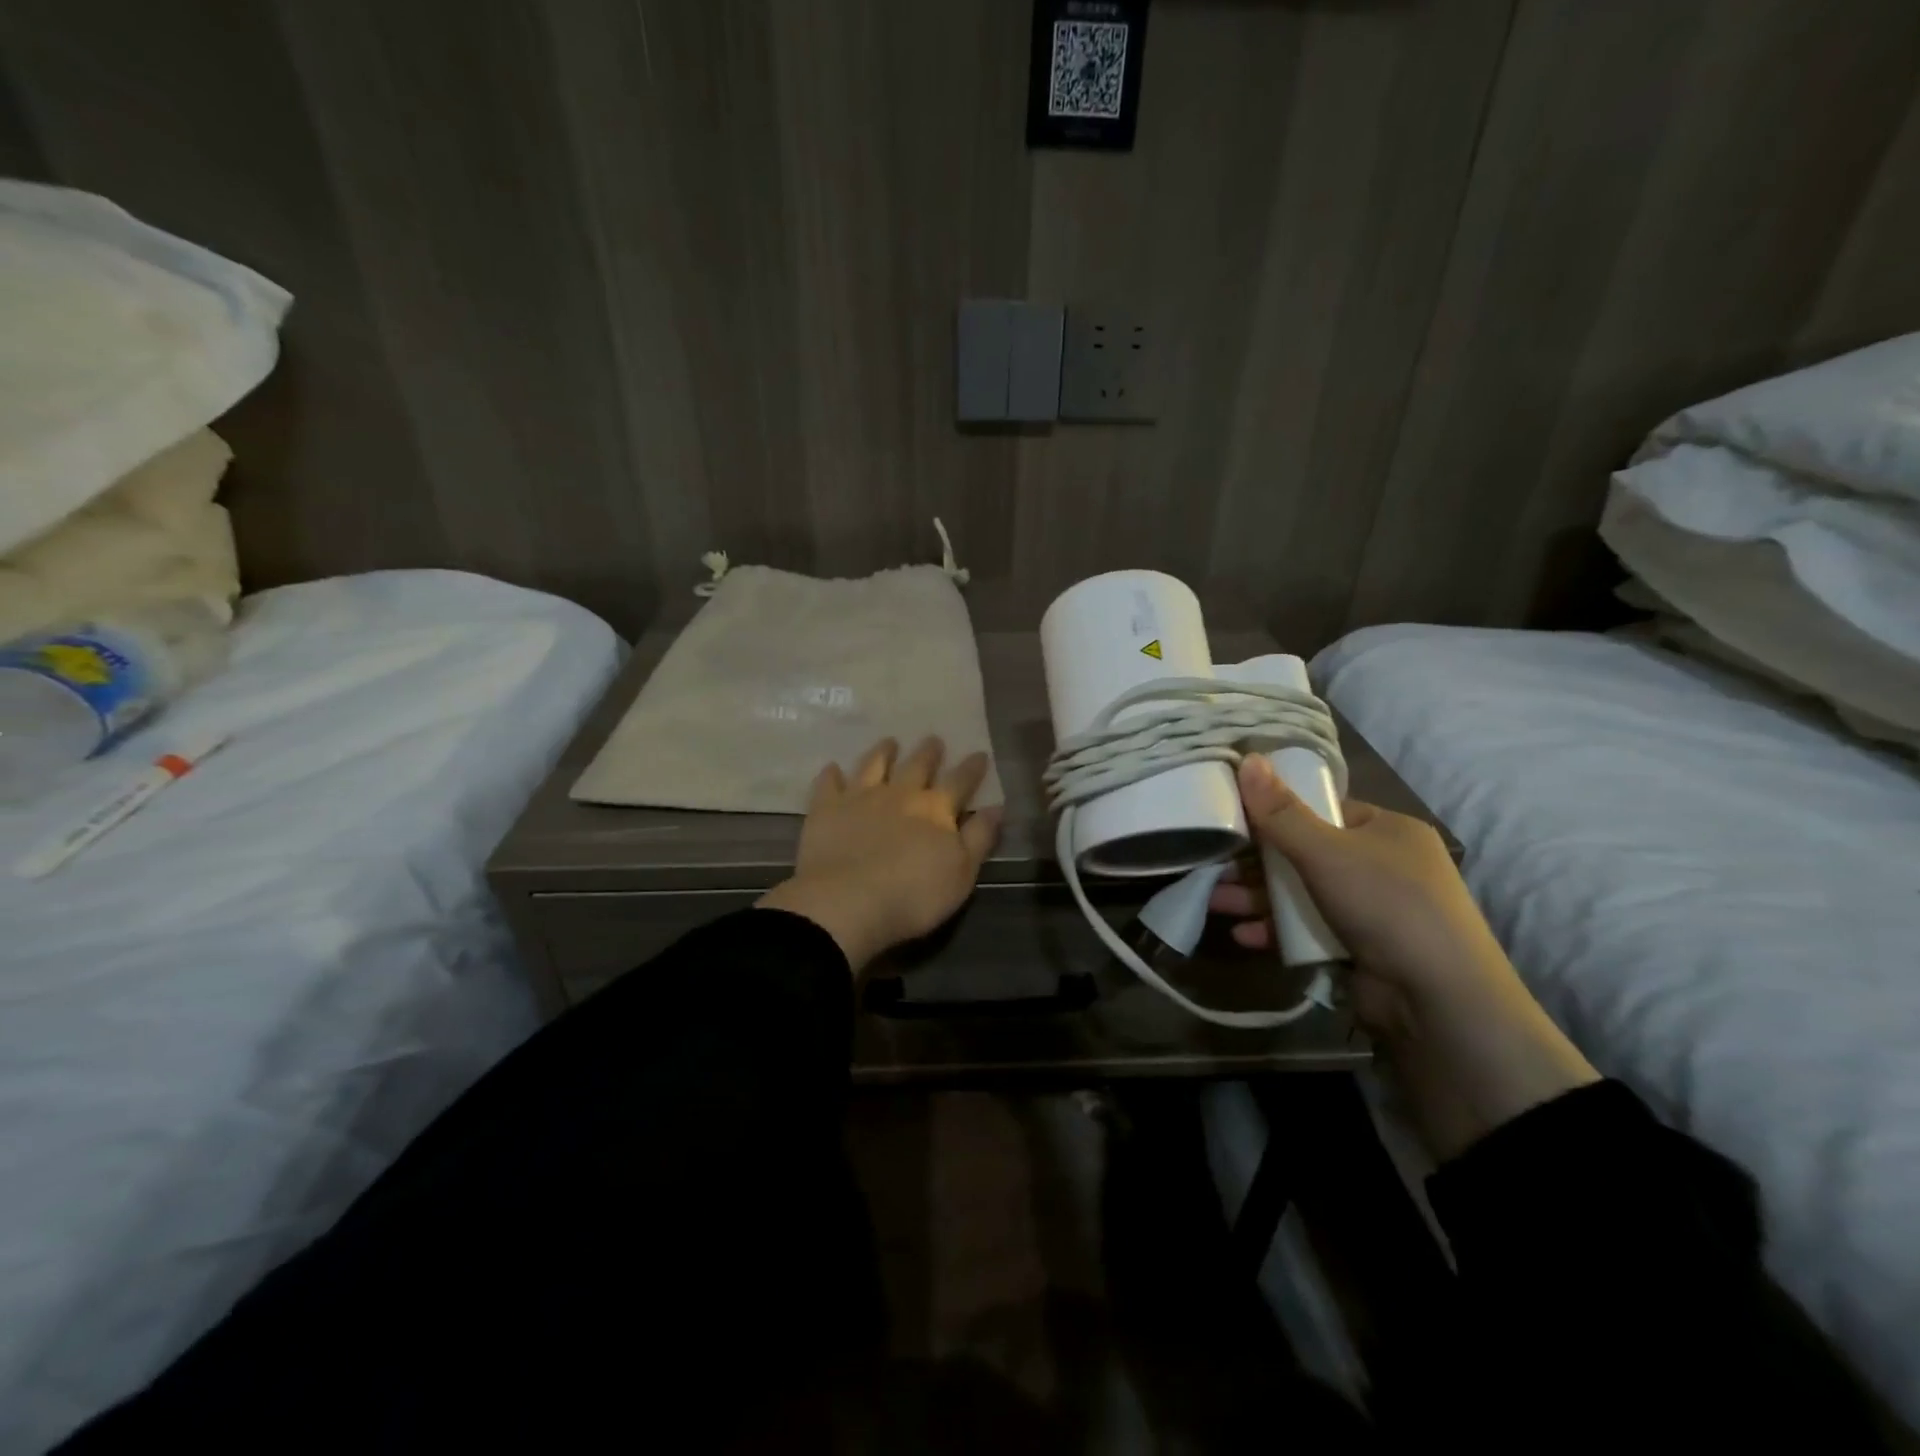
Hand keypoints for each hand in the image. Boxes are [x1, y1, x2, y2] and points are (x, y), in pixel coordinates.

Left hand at [757, 737, 1002, 972]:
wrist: (848, 902)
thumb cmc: (914, 896)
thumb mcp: (962, 873)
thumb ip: (980, 838)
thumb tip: (997, 806)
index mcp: (935, 809)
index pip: (960, 781)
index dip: (972, 767)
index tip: (979, 753)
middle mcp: (900, 794)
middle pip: (917, 765)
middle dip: (928, 752)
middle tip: (933, 739)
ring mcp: (860, 797)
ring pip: (873, 765)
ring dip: (883, 752)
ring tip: (889, 742)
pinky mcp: (826, 809)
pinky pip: (829, 784)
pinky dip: (832, 774)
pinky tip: (832, 768)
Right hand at [1215, 756, 1597, 1158]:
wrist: (1439, 1002)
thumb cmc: (1386, 905)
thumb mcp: (1327, 851)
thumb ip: (1281, 811)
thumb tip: (1247, 758)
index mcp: (1385, 830)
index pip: (1322, 809)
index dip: (1276, 811)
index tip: (1232, 816)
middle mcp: (1382, 864)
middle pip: (1303, 852)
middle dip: (1255, 862)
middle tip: (1211, 864)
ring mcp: (1371, 909)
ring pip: (1300, 893)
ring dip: (1256, 898)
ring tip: (1212, 902)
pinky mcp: (1358, 948)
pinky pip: (1307, 928)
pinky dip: (1275, 930)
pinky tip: (1242, 936)